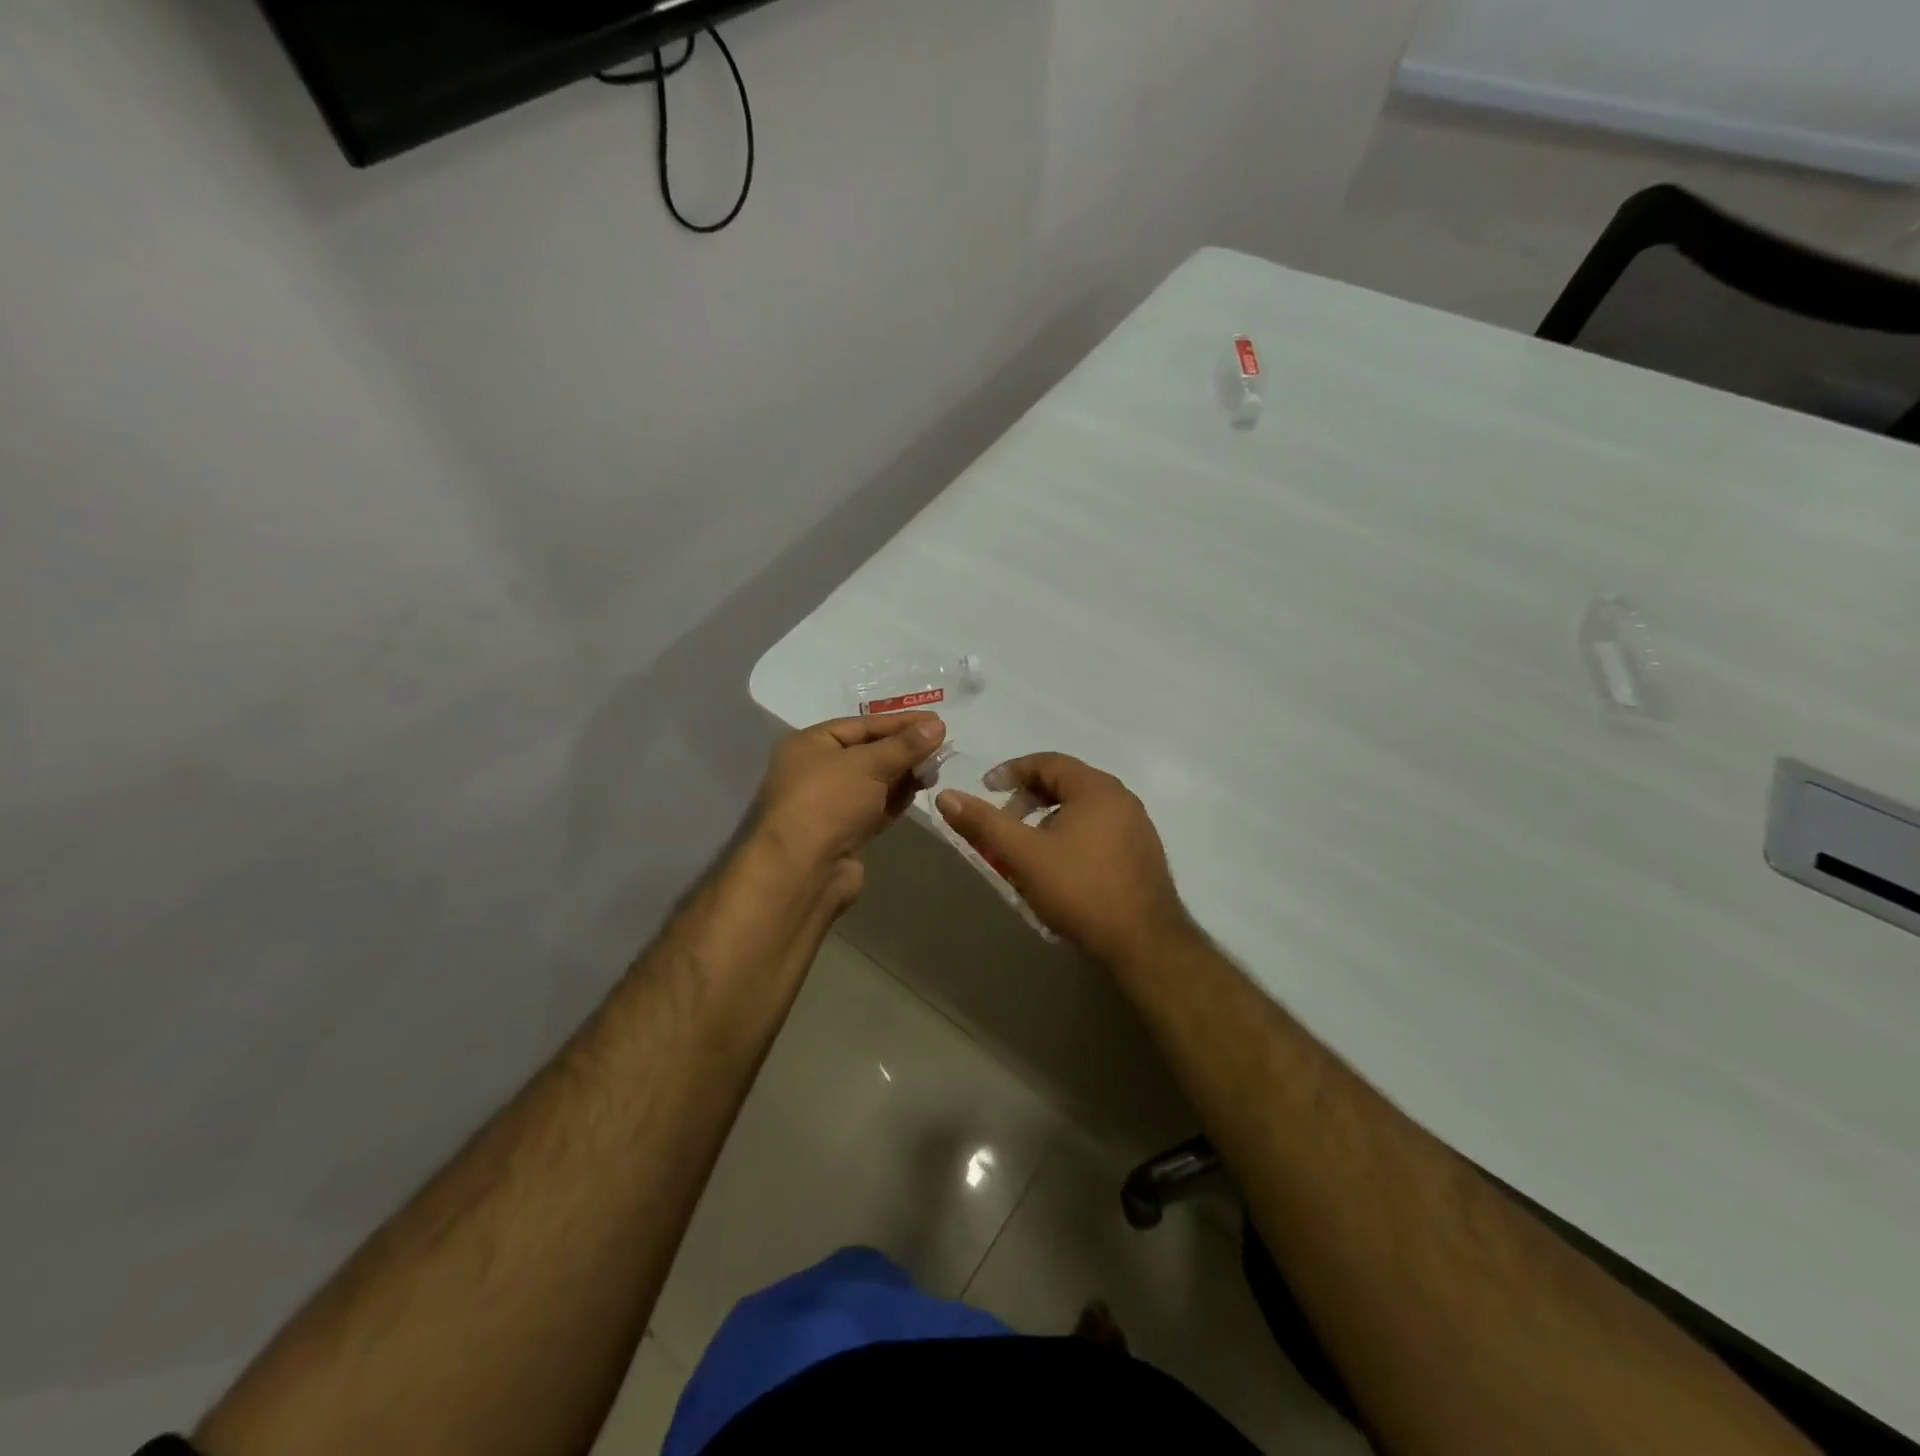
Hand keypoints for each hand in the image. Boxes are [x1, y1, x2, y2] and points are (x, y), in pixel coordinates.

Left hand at [753, 712, 946, 875]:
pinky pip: (876, 807)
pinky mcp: (845, 832)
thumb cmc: (828, 801)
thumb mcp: (868, 764)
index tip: (936, 722)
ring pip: (875, 781)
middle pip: (868, 752)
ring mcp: (831, 804)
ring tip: (936, 769)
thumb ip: (905, 745)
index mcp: (810, 744)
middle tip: (942, 746)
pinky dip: (897, 798)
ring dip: (904, 774)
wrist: (804, 869)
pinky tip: (922, 790)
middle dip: (904, 749)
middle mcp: (816, 770)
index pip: (861, 725)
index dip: (900, 722)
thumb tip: (937, 726)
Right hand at [936, 753, 1194, 967]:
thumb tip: (946, 795)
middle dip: (1029, 798)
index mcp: (1095, 787)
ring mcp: (1137, 825)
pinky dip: (1072, 834)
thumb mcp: (1023, 855)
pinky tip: (1061, 867)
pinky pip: (1100, 828)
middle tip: (1005, 822)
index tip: (987, 789)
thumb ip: (984, 823)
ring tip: (1028, 848)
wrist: (1144, 942)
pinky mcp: (1143, 852)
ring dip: (1050, 818)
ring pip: (1083, 808)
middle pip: (1066, 782)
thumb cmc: (1080, 889)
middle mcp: (1121, 797)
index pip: (1047, 761)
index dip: (1012, 771)